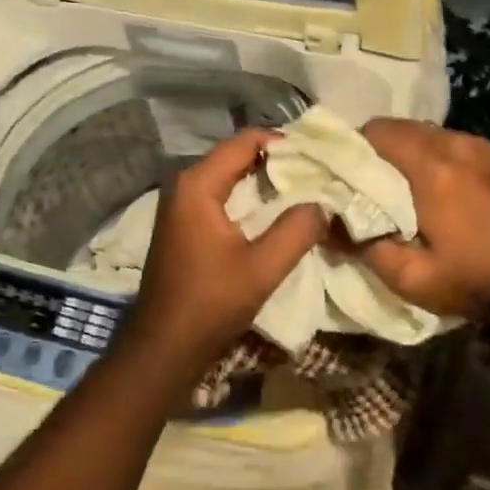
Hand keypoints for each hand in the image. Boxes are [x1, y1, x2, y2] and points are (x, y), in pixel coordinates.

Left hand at [130, 128, 326, 371]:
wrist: (164, 347)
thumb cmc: (210, 304)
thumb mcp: (262, 268)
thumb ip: (297, 230)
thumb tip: (324, 203)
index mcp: (198, 184)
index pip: (245, 141)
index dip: (283, 143)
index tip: (318, 156)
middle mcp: (184, 184)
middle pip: (237, 155)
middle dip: (277, 162)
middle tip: (318, 172)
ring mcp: (181, 204)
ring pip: (230, 177)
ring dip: (264, 181)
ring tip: (306, 190)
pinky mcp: (184, 224)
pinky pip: (221, 196)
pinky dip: (249, 199)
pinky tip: (276, 213)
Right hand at [346, 119, 489, 318]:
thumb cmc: (469, 280)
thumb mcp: (408, 276)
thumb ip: (361, 244)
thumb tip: (325, 223)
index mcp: (432, 168)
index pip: (378, 132)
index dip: (355, 146)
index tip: (345, 171)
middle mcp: (456, 145)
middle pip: (403, 127)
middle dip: (380, 148)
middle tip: (370, 180)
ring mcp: (481, 146)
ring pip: (429, 132)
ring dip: (410, 150)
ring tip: (404, 182)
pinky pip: (454, 142)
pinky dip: (438, 155)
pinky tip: (439, 184)